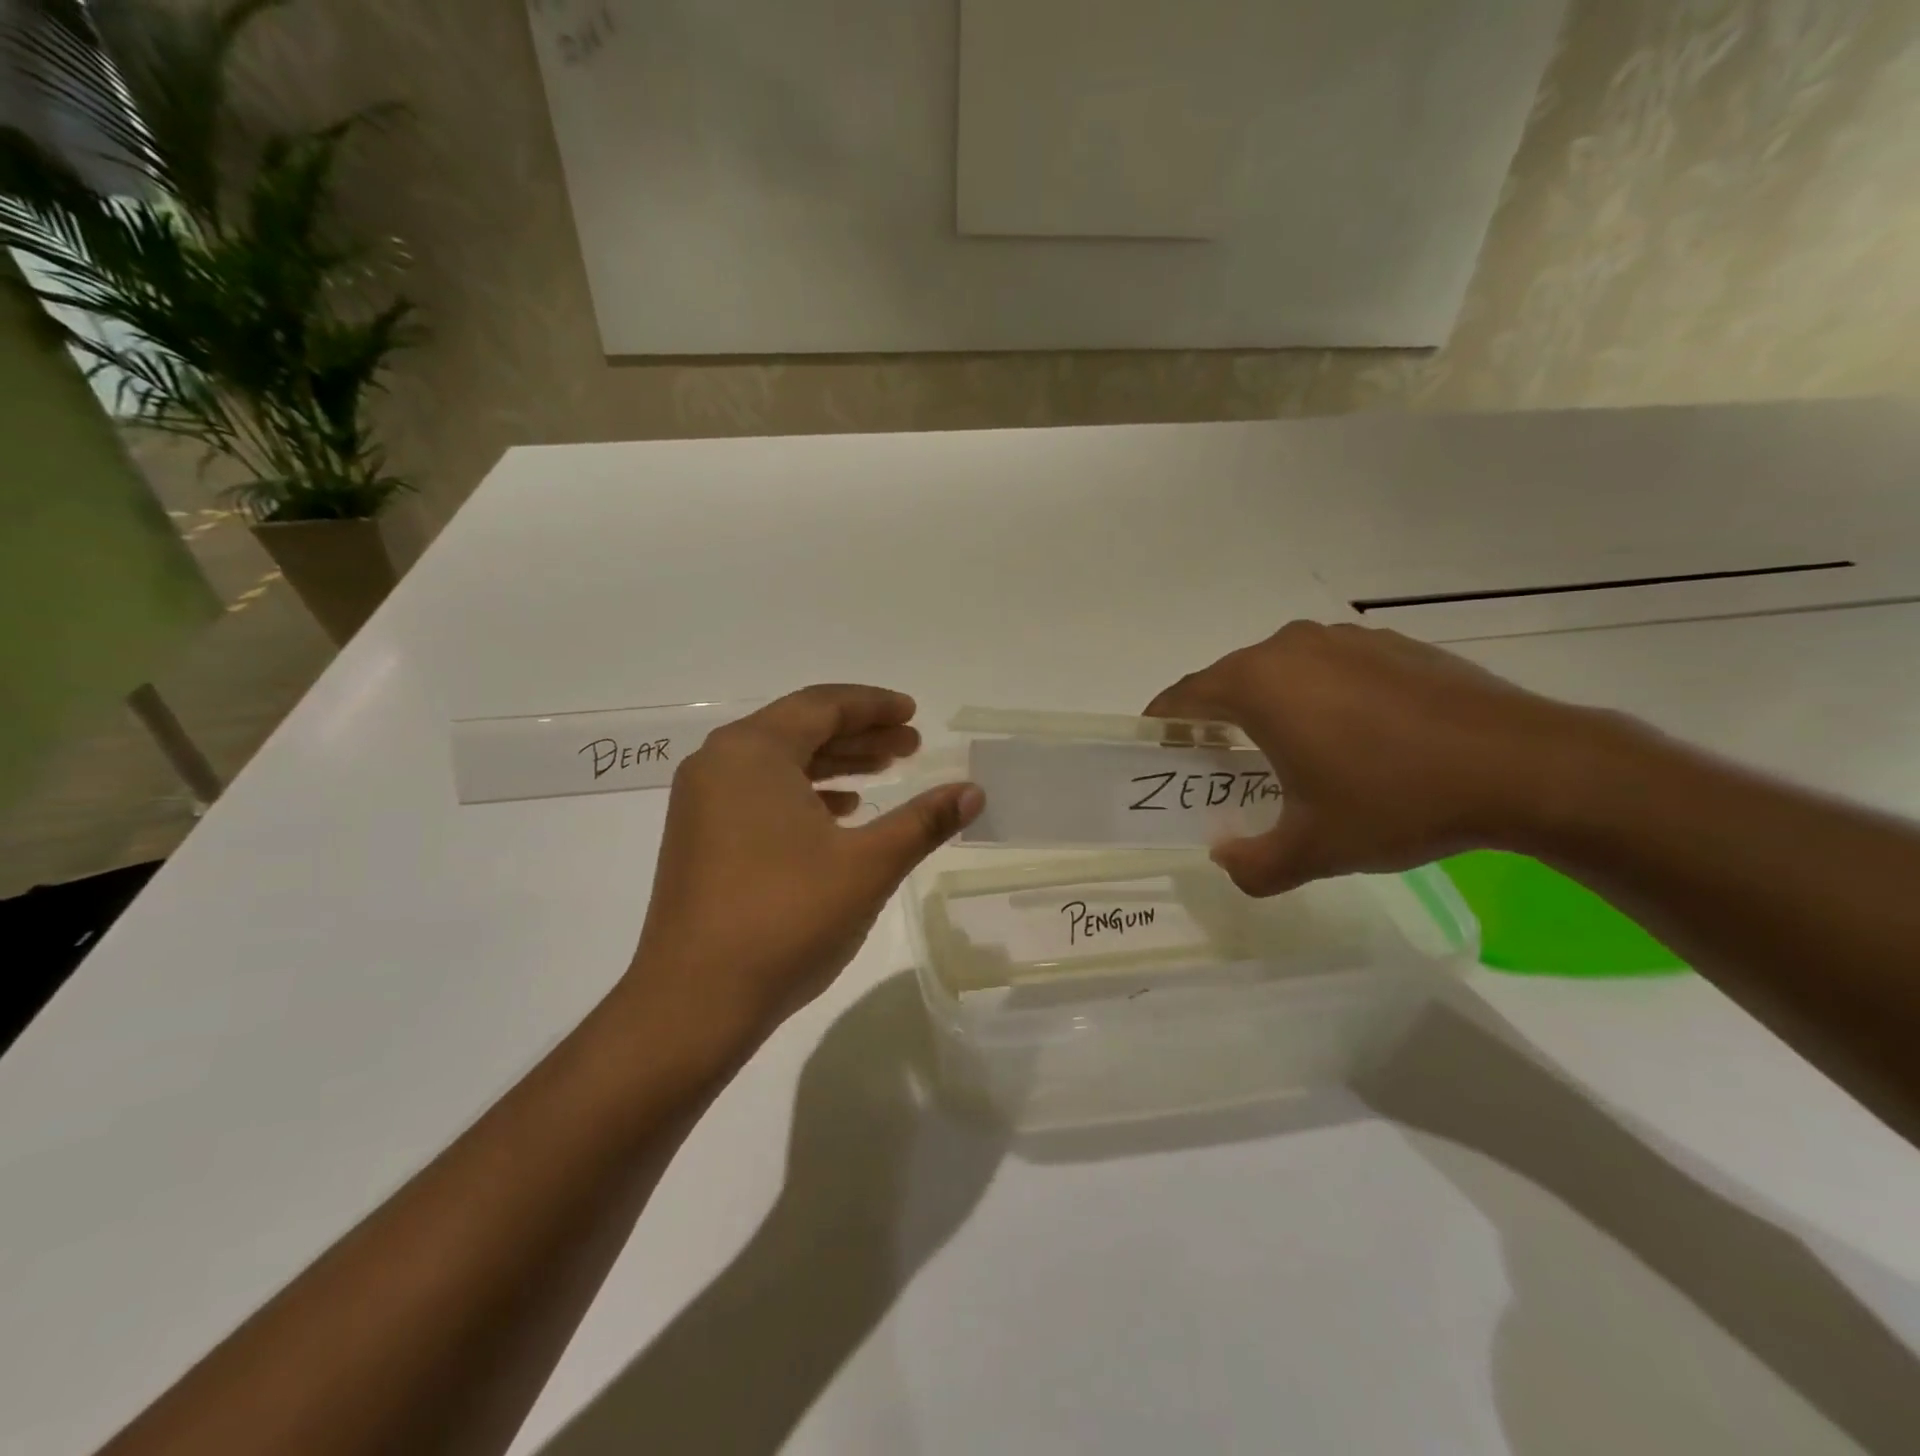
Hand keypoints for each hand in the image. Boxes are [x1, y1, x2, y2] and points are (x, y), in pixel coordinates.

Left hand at [620, 685, 983, 1063]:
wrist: (694, 1002)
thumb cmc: (786, 917)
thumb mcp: (868, 865)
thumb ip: (923, 821)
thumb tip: (974, 792)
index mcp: (753, 752)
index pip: (822, 705)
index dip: (874, 706)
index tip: (915, 715)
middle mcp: (719, 763)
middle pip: (800, 728)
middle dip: (860, 734)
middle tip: (912, 746)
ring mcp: (702, 802)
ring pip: (780, 763)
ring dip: (835, 763)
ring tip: (885, 773)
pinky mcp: (699, 838)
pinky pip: (760, 793)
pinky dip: (804, 793)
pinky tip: (840, 813)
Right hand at [1146, 621, 1606, 894]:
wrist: (1526, 767)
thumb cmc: (1397, 801)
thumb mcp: (1313, 849)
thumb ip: (1252, 865)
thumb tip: (1226, 859)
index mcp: (1260, 684)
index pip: (1185, 696)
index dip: (1164, 722)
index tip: (1157, 746)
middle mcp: (1292, 648)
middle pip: (1230, 680)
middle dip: (1214, 718)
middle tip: (1215, 762)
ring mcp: (1346, 640)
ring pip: (1281, 671)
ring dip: (1268, 705)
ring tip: (1281, 751)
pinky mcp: (1392, 645)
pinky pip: (1329, 667)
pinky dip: (1317, 696)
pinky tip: (1348, 737)